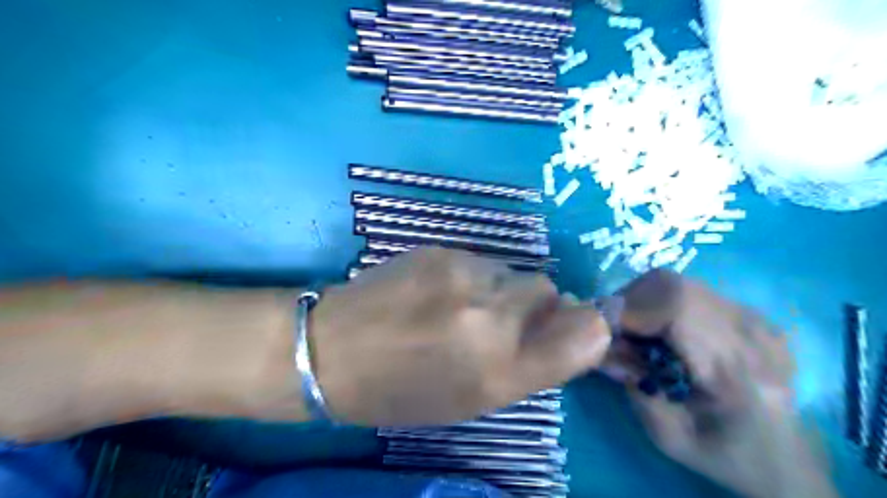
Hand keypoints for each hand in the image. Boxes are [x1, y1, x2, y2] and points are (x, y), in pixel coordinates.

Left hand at [310, 249, 611, 426]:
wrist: (334, 350)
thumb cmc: (405, 390)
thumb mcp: (474, 399)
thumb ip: (529, 364)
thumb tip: (569, 324)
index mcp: (502, 372)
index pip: (587, 333)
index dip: (587, 326)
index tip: (568, 327)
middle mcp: (491, 319)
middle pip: (550, 290)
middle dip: (534, 306)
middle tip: (499, 320)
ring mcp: (464, 277)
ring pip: (513, 271)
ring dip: (501, 289)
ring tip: (460, 306)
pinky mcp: (441, 250)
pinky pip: (481, 261)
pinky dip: (474, 276)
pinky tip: (439, 290)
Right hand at [602, 271, 839, 497]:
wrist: (789, 461)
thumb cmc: (726, 455)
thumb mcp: (668, 437)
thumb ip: (631, 386)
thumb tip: (600, 345)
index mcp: (734, 371)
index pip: (675, 309)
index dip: (629, 311)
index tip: (603, 331)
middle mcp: (750, 334)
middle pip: (673, 286)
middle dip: (631, 302)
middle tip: (617, 331)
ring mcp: (756, 320)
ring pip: (680, 282)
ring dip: (645, 300)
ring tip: (638, 331)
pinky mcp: (753, 315)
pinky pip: (694, 290)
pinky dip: (664, 302)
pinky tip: (665, 330)